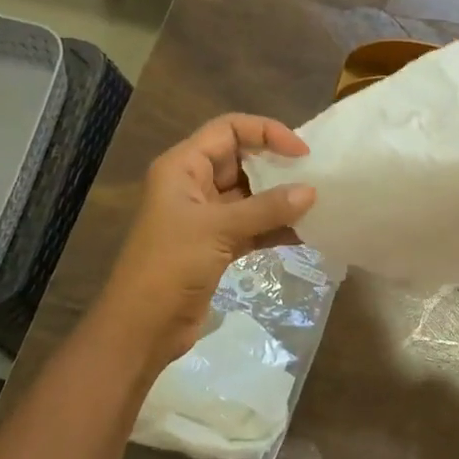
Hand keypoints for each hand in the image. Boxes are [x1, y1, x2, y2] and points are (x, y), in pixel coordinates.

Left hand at [94, 114, 315, 370]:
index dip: (265, 132)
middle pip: (241, 159)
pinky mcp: (216, 245)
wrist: (141, 329)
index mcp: (183, 166)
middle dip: (277, 165)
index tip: (300, 151)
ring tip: (317, 203)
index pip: (228, 129)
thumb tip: (311, 191)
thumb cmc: (171, 265)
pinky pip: (252, 225)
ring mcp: (205, 216)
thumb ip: (266, 209)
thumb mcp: (219, 230)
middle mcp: (193, 184)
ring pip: (250, 195)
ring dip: (280, 199)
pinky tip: (305, 233)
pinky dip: (274, 227)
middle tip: (315, 174)